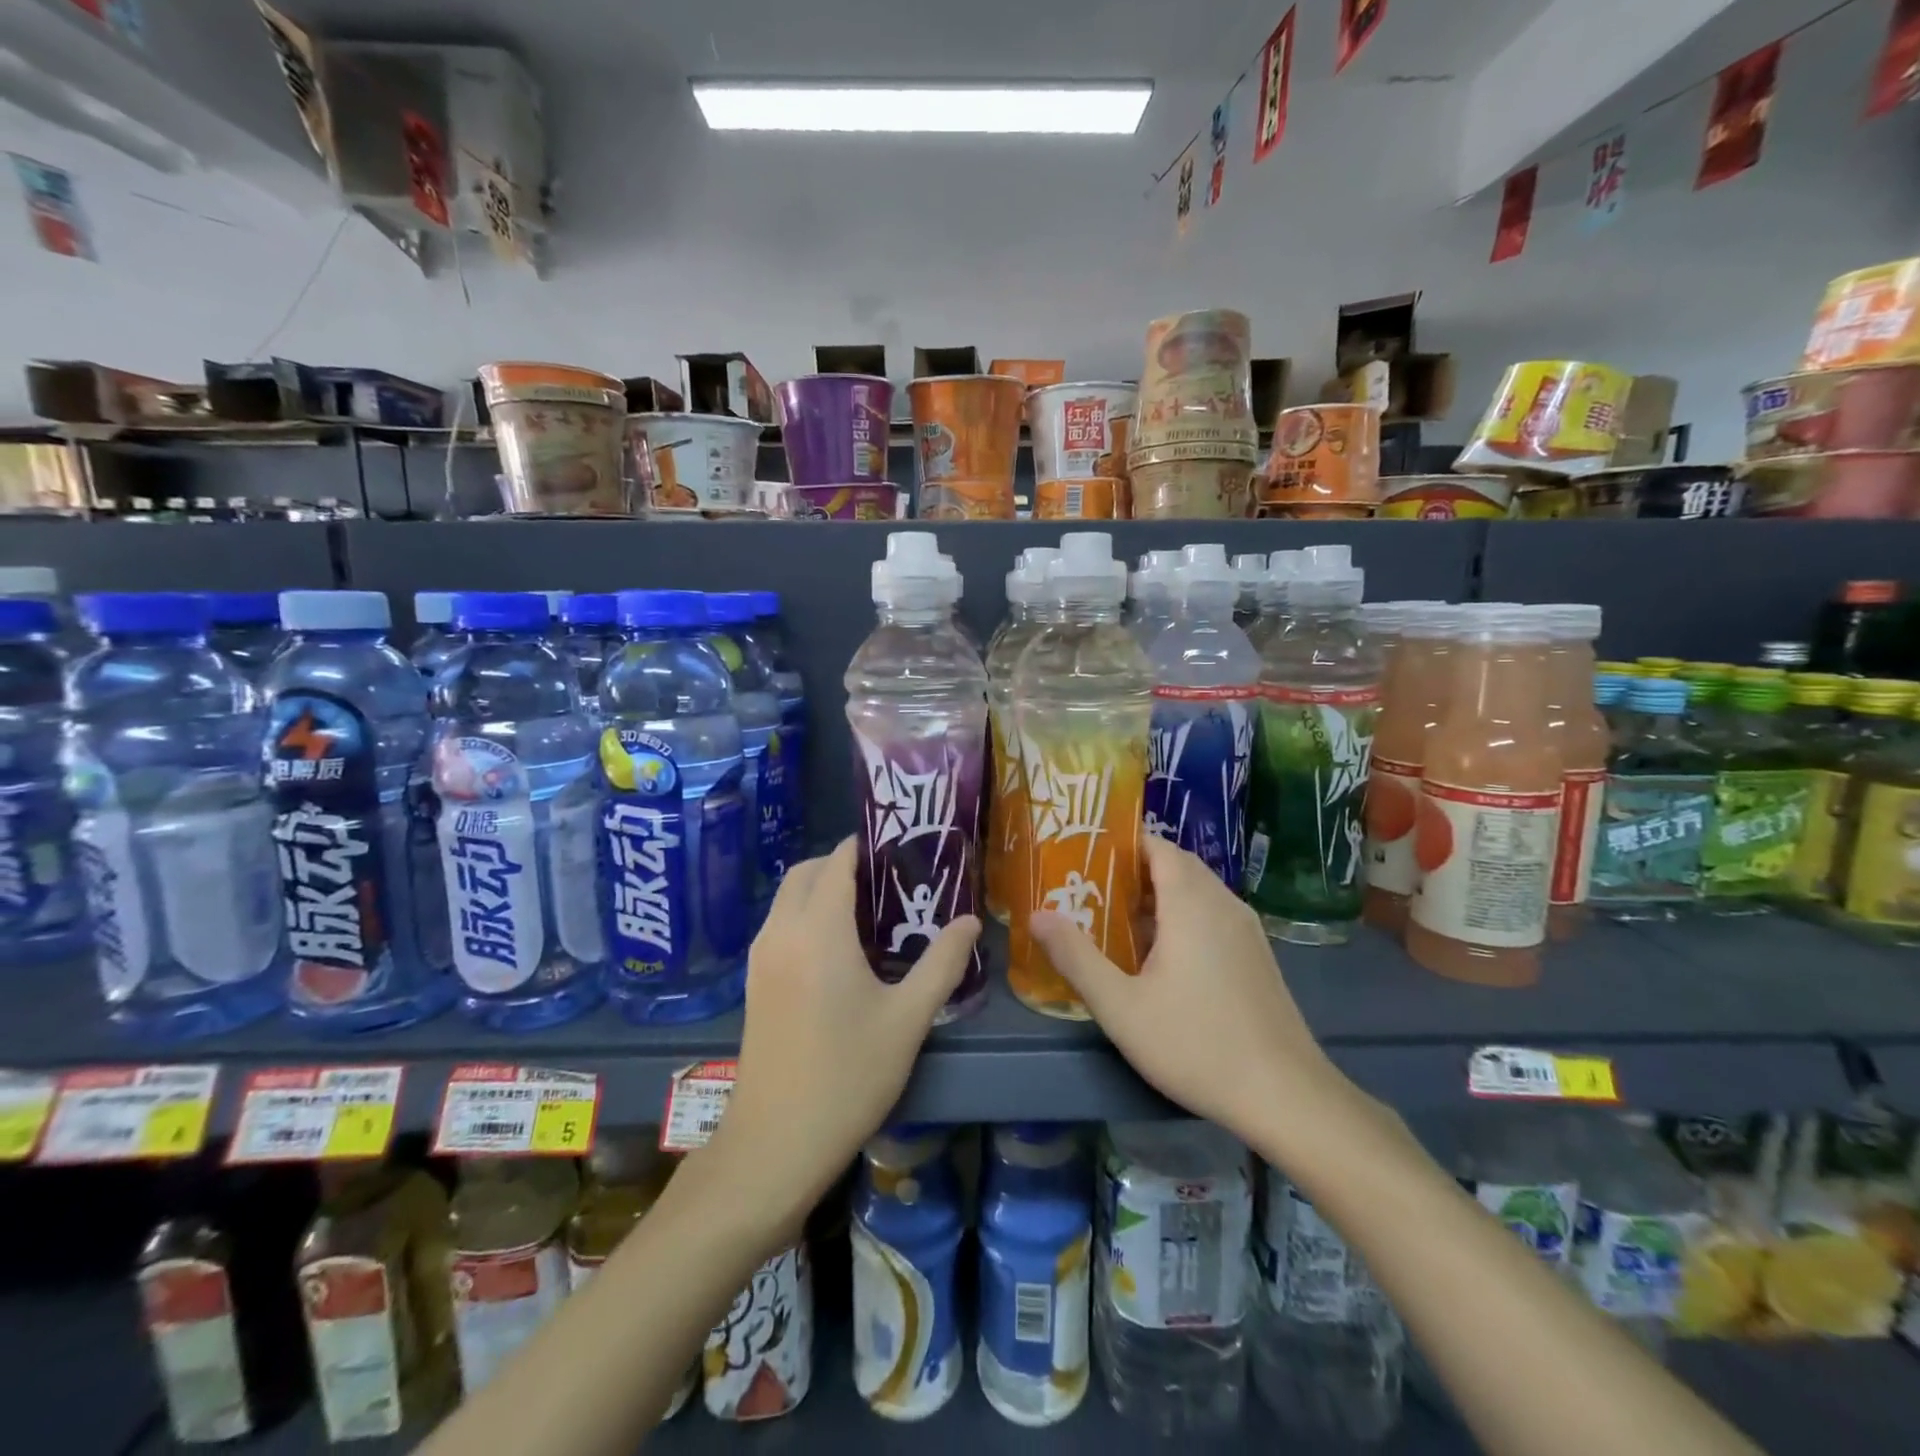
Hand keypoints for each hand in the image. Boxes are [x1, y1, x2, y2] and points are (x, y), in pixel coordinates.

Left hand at [704, 839, 980, 1246]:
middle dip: (843, 864)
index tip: (905, 849)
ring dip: (822, 888)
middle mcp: (781, 931)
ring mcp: (760, 957)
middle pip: (806, 871)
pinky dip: (806, 914)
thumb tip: (970, 921)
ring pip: (787, 897)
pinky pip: (780, 924)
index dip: (868, 846)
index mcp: (818, 930)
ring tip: (871, 913)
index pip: (838, 861)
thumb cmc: (848, 1076)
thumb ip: (942, 962)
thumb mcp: (908, 1019)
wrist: (775, 1145)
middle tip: (891, 882)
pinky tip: (841, 950)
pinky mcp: (753, 982)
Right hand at [1029, 835, 1344, 1141]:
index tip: (1084, 854)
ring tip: (1117, 918)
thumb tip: (1037, 915)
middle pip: (1176, 865)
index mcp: (1192, 903)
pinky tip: (1160, 955)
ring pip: (1197, 891)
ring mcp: (1246, 929)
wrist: (1286, 1095)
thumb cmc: (1196, 1044)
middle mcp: (1224, 903)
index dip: (1122, 843)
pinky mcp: (1257, 955)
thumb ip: (1076, 957)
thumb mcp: (1121, 1006)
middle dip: (1133, 870)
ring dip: (1159, 895)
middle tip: (1091, 887)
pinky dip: (1182, 915)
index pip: (1158, 846)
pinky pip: (1213, 914)